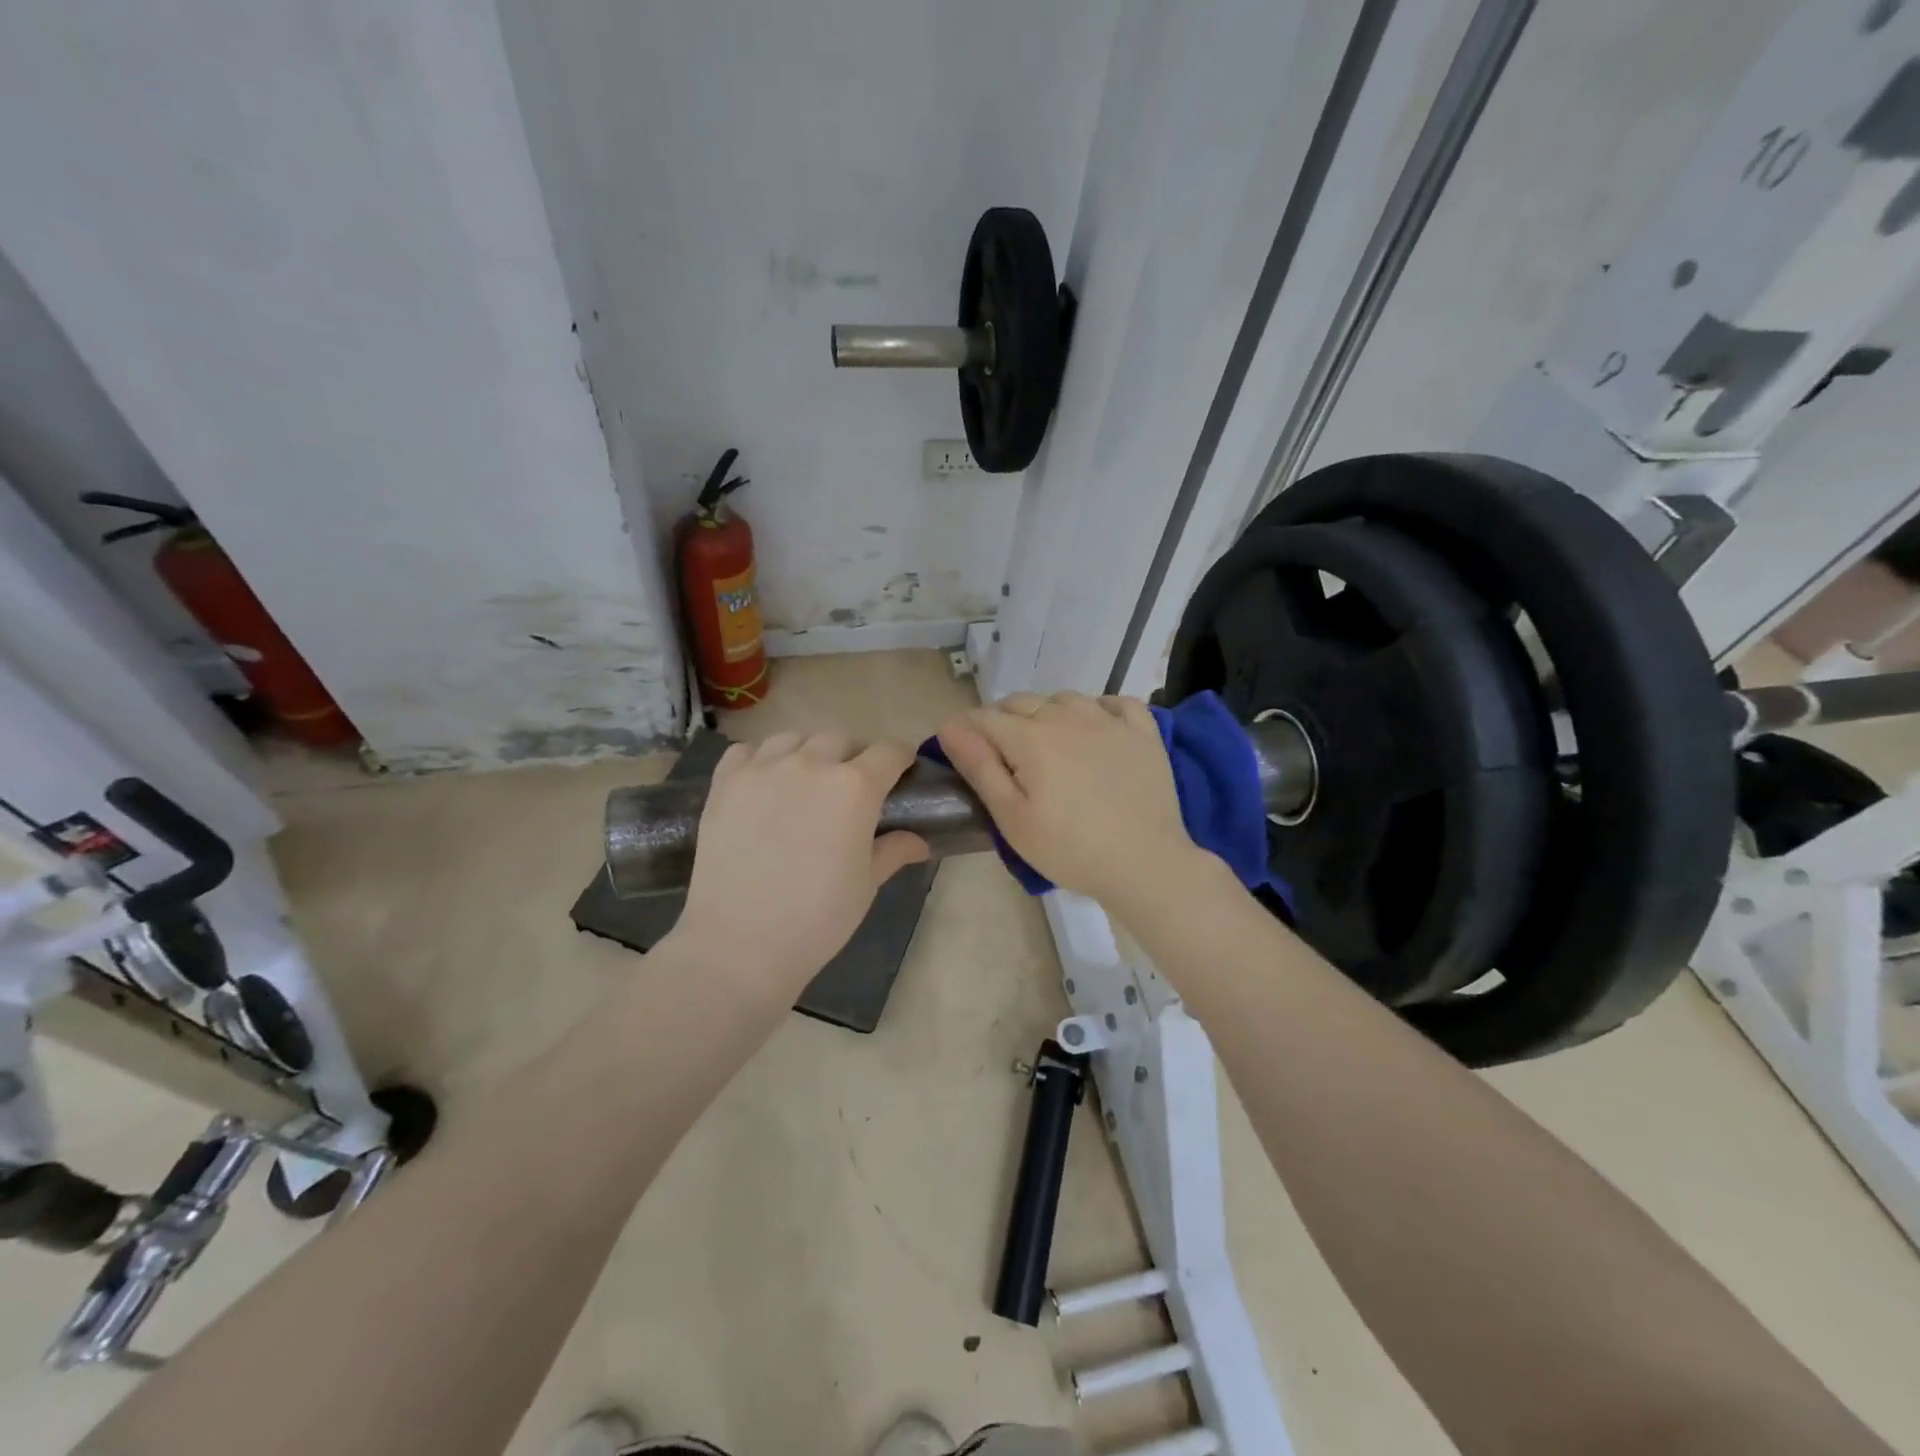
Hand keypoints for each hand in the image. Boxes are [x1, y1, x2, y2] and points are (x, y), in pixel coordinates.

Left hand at [671, 732, 928, 991]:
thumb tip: (918, 841)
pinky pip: (749, 750)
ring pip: (795, 738)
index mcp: (855, 787)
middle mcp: (811, 764)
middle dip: (855, 756)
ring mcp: (763, 768)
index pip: (889, 751)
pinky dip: (762, 758)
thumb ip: (892, 851)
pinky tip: (765, 782)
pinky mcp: (726, 782)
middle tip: (852, 787)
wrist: (739, 943)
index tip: (902, 772)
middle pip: (841, 739)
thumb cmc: (817, 918)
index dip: (901, 759)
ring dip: (809, 752)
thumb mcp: (865, 885)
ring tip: (806, 780)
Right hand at [935, 692, 1201, 905]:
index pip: (984, 717)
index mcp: (1030, 738)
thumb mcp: (1012, 817)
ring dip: (1047, 713)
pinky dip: (1098, 709)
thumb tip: (949, 726)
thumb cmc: (1069, 849)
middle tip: (1005, 759)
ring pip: (1065, 698)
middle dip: (1002, 721)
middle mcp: (1067, 716)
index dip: (967, 731)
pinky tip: (1096, 730)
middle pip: (1021, 702)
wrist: (1145, 863)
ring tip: (1049, 745)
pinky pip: (1115, 702)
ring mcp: (1109, 720)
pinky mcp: (1143, 732)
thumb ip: (979, 767)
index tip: (966, 754)